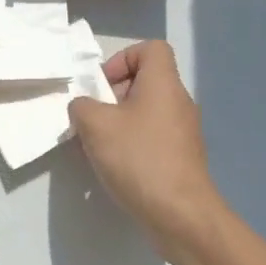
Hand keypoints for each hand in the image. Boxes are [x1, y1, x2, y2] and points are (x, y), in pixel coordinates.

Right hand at [68, 40, 227, 259]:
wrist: (181, 216)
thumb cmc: (139, 158)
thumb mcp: (95, 125)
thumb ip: (82, 106)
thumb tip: (84, 108)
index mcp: (163, 84)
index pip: (150, 49)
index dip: (123, 58)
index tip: (104, 85)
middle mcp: (178, 102)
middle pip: (145, 81)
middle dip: (114, 95)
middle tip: (94, 117)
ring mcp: (183, 132)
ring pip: (147, 111)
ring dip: (120, 122)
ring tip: (100, 145)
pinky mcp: (182, 158)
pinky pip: (153, 137)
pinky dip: (133, 144)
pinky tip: (117, 167)